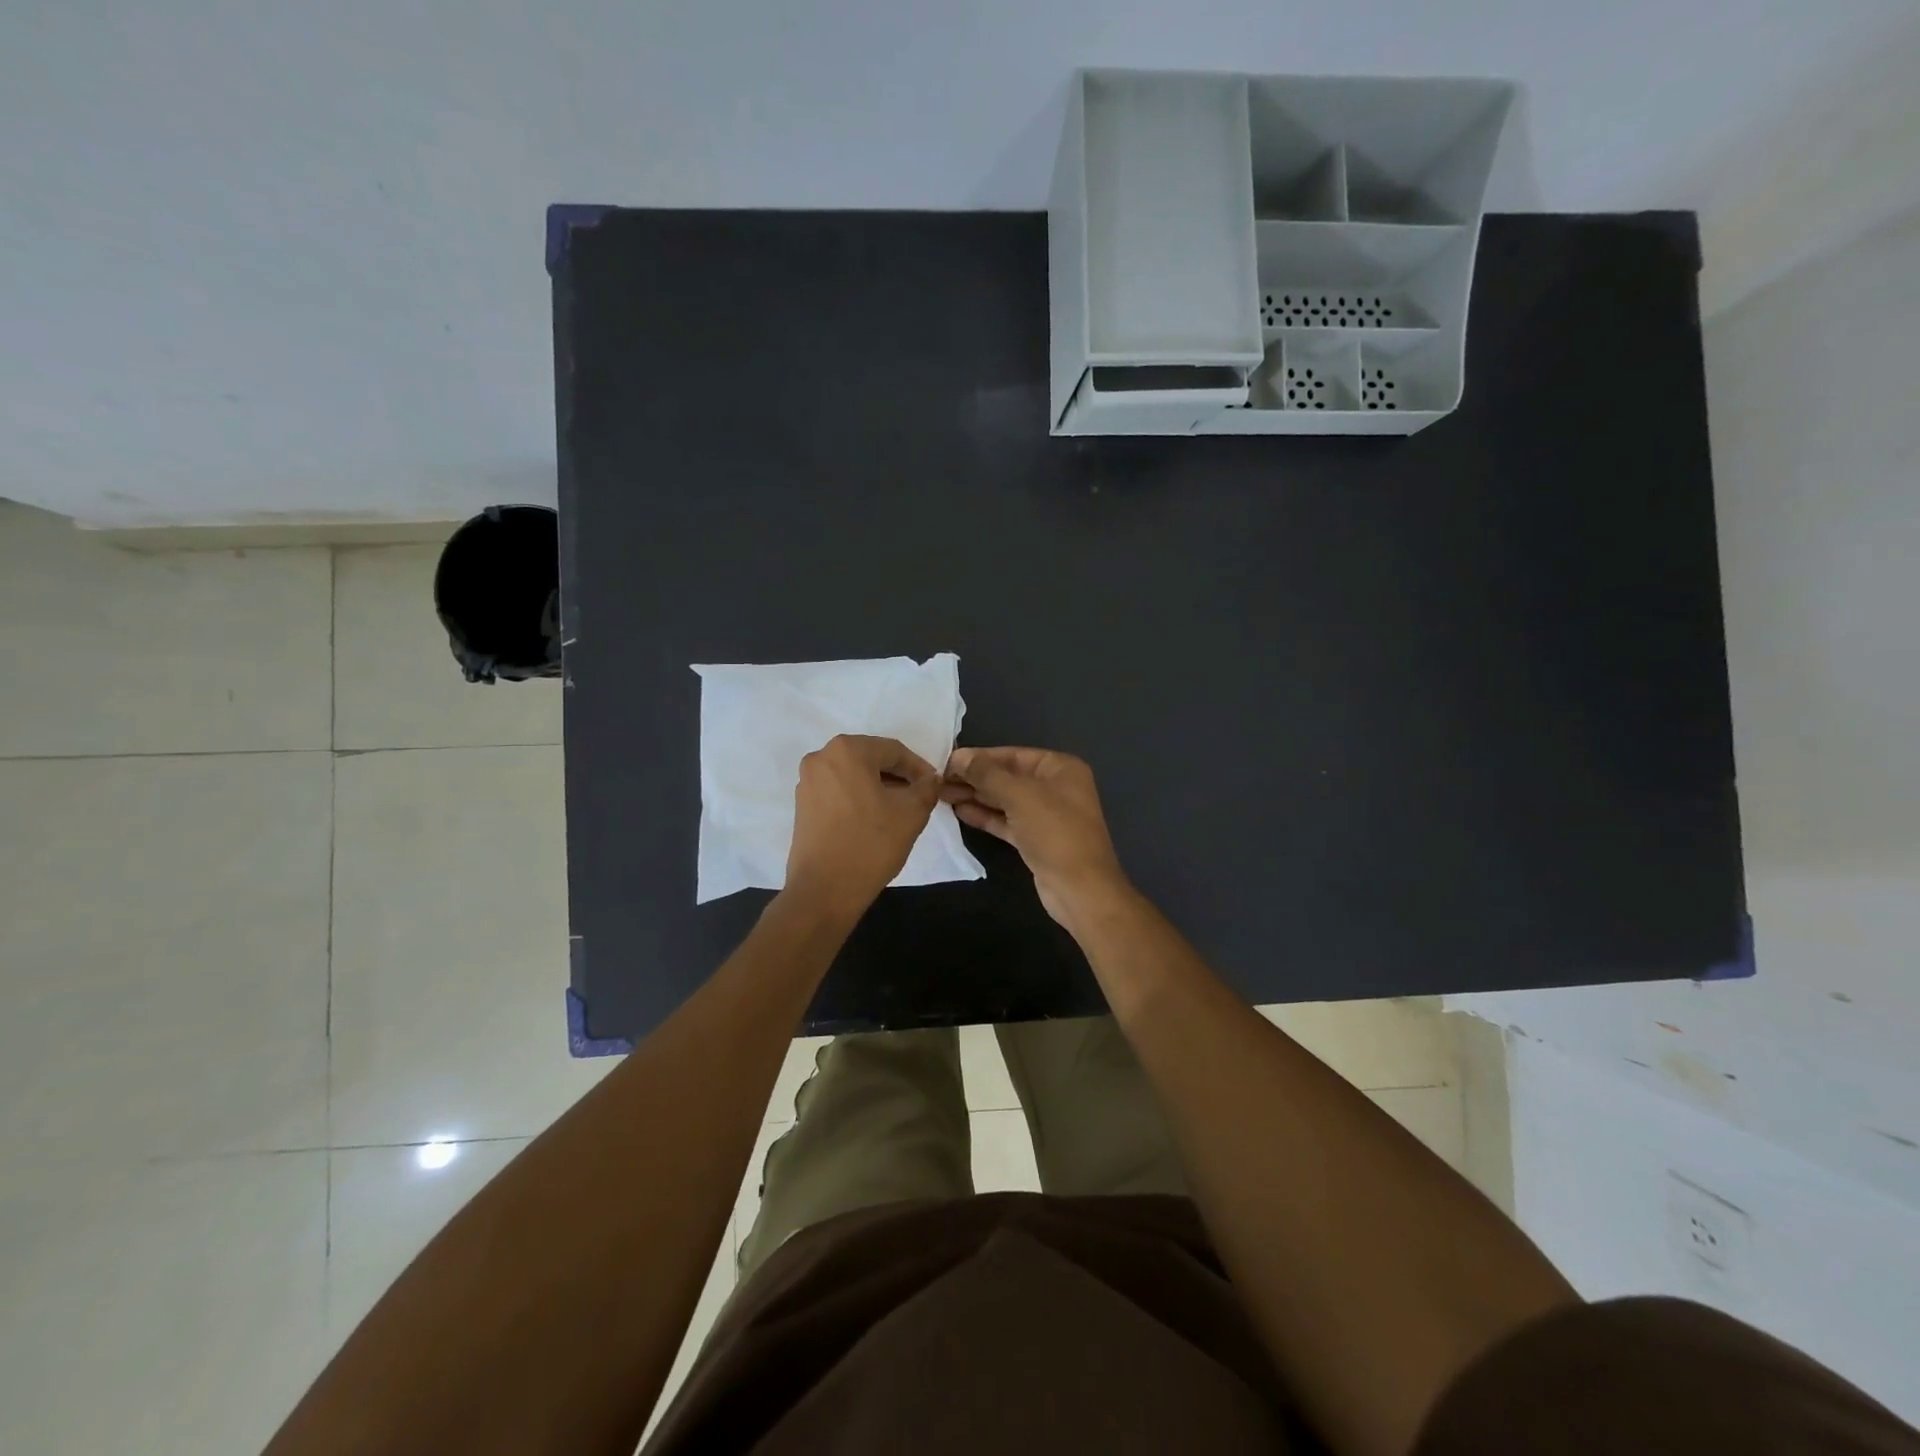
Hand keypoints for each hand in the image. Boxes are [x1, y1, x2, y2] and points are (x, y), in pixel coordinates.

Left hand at [785, 735, 939, 922]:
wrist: (824, 890)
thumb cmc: (871, 844)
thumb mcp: (912, 813)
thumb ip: (927, 788)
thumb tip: (931, 779)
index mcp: (847, 750)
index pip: (893, 750)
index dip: (918, 768)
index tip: (934, 786)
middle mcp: (821, 758)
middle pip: (871, 759)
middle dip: (897, 776)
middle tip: (919, 796)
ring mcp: (807, 782)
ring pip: (853, 775)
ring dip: (878, 787)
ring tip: (899, 809)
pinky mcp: (802, 805)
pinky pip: (838, 791)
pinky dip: (858, 798)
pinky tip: (874, 819)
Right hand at [942, 746, 1132, 929]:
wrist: (1081, 889)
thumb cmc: (1055, 832)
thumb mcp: (1020, 796)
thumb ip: (987, 774)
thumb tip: (959, 757)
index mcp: (1060, 768)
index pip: (1013, 755)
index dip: (980, 757)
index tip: (947, 761)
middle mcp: (1055, 787)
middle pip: (1008, 777)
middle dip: (975, 778)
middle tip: (939, 780)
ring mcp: (1046, 816)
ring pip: (1005, 800)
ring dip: (976, 796)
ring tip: (942, 794)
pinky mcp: (1036, 840)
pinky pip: (1007, 821)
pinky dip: (986, 816)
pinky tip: (960, 811)